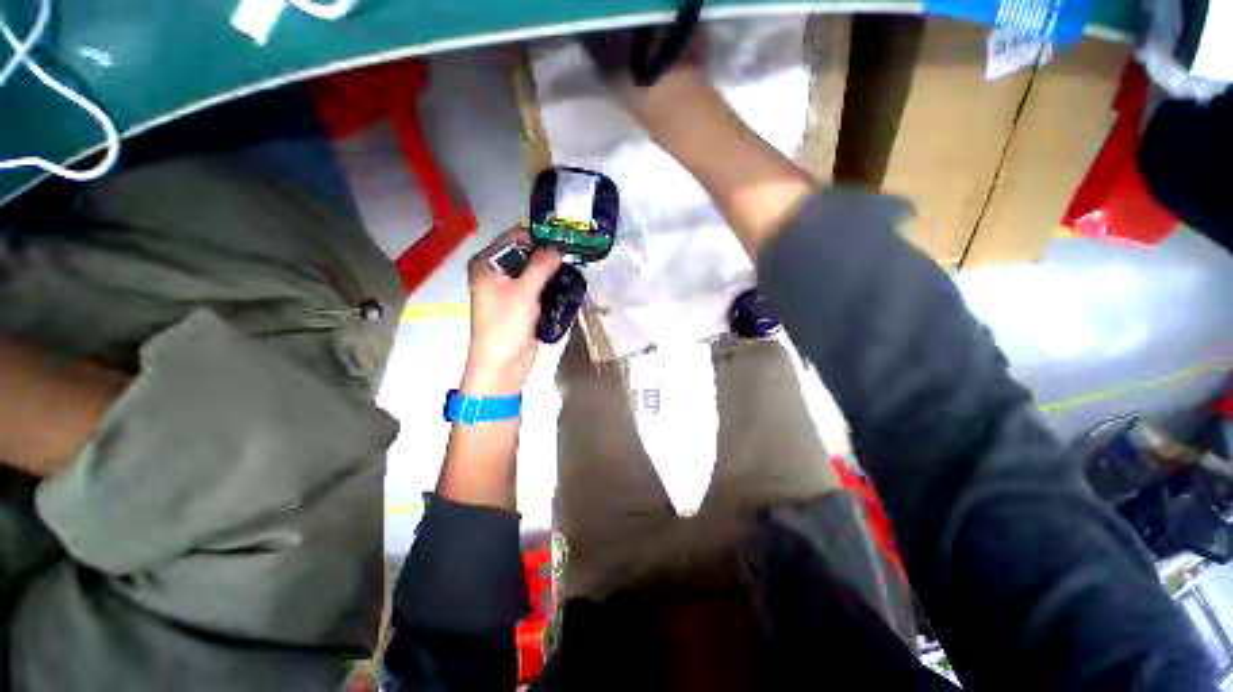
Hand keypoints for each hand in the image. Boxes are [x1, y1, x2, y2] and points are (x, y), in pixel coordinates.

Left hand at [461, 229, 562, 395]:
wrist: (503, 363)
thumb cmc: (506, 325)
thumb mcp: (524, 291)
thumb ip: (541, 265)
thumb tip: (559, 248)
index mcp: (487, 264)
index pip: (513, 238)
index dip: (537, 236)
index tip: (563, 236)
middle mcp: (496, 272)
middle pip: (525, 254)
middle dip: (547, 254)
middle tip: (573, 251)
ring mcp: (509, 289)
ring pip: (534, 271)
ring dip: (552, 270)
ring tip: (575, 265)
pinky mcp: (522, 303)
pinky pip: (538, 287)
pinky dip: (551, 284)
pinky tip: (569, 282)